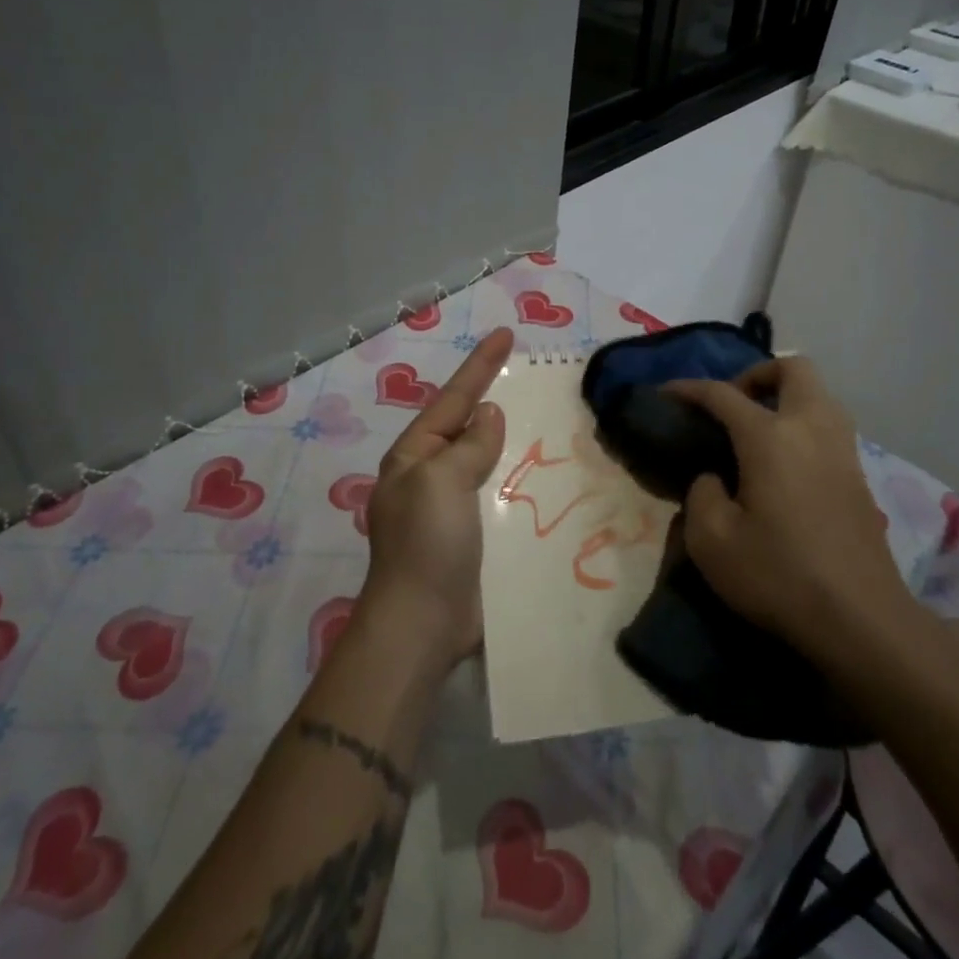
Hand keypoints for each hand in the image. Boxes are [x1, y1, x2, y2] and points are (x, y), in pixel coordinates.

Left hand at [358, 327, 512, 670]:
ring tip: (544, 417)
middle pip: (466, 425)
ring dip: (509, 439)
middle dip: (493, 398)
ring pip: (484, 459)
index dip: (480, 365)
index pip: (453, 398)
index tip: (506, 334)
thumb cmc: (427, 543)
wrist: (422, 624)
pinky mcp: (471, 536)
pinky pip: (496, 494)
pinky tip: (543, 474)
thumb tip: (488, 415)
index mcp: (414, 456)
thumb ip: (469, 444)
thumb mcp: (442, 481)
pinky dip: (516, 478)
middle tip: (528, 375)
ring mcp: (449, 508)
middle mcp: (428, 476)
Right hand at [666, 358, 917, 662]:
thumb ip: (702, 494)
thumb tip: (715, 478)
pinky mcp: (859, 476)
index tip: (665, 394)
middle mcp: (811, 429)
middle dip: (757, 374)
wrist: (861, 620)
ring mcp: (842, 450)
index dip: (689, 389)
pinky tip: (784, 464)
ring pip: (819, 394)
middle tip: (732, 406)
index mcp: (770, 437)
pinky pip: (829, 425)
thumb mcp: (712, 541)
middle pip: (793, 368)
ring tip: (757, 431)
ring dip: (786, 396)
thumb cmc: (779, 576)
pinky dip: (804, 424)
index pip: (723, 394)